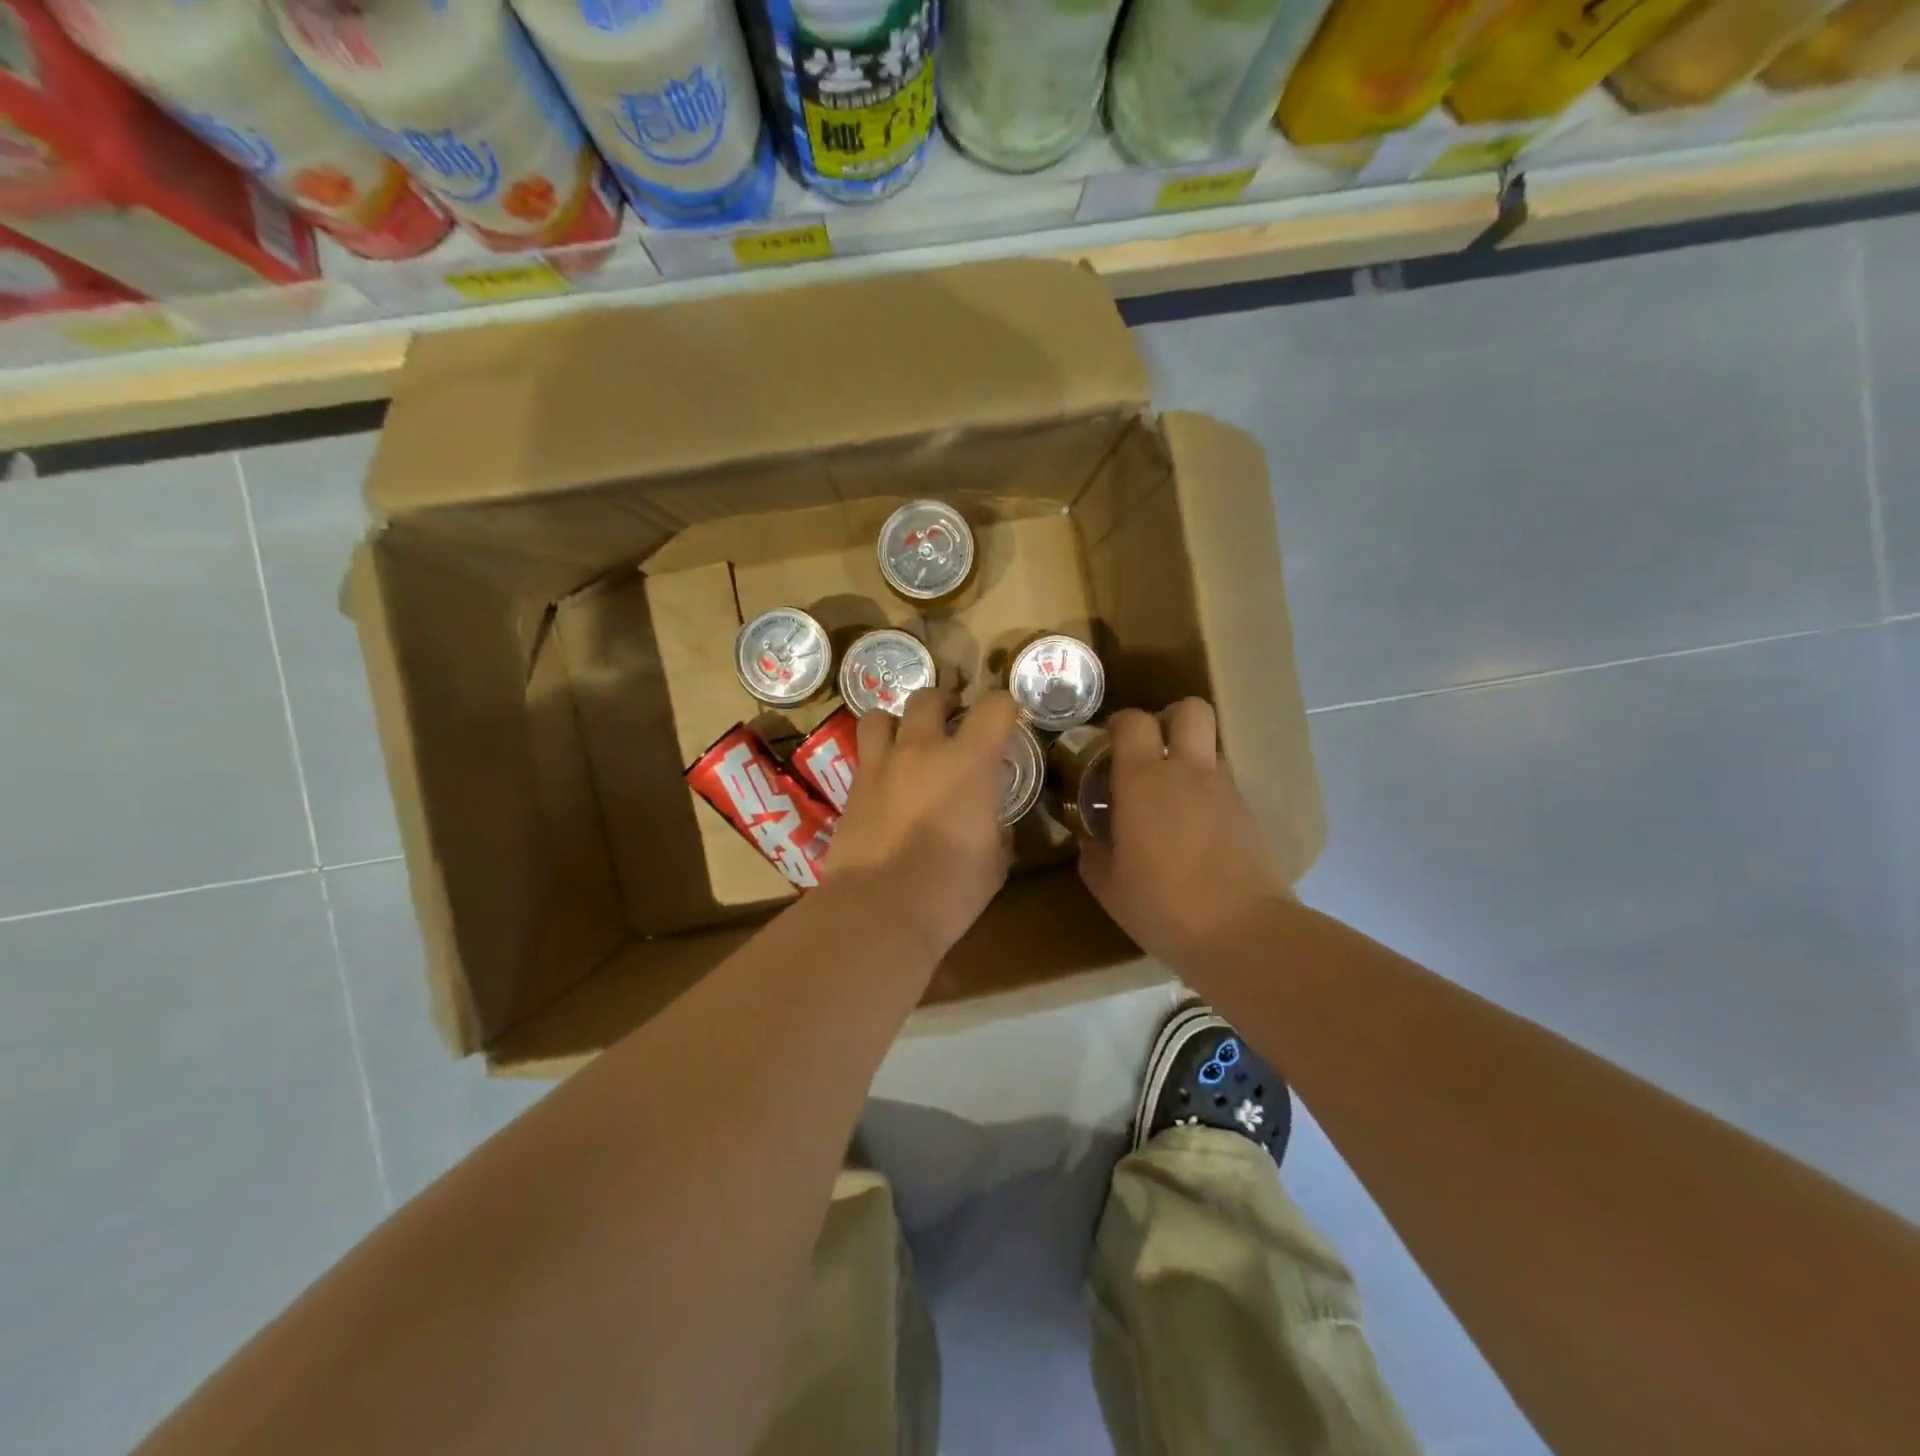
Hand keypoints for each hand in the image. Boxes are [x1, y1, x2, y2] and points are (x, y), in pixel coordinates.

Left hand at [824, 688, 1017, 958]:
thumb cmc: (949, 890)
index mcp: (968, 762)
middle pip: (929, 697)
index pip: (995, 706)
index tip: (1007, 723)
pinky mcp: (852, 789)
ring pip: (881, 716)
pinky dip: (878, 759)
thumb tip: (990, 823)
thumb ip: (995, 828)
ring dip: (898, 723)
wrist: (878, 911)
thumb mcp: (994, 860)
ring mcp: (880, 766)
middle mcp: (921, 750)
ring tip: (908, 744)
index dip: (1006, 708)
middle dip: (945, 704)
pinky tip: (887, 784)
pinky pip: (864, 755)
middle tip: (953, 726)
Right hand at [1077, 699, 1288, 968]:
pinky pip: (1224, 783)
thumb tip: (1092, 840)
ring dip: (1191, 757)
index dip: (1120, 724)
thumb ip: (1094, 853)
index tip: (1109, 743)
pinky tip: (1195, 829)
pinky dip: (1207, 792)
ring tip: (1173, 795)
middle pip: (1190, 710)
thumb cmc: (1161, 906)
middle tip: (1152, 748)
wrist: (1242, 933)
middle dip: (1170, 718)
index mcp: (1143, 780)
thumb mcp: (1108, 885)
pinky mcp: (1249, 813)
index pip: (1134, 721)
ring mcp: (1225, 789)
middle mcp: (1187, 772)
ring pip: (1211, 747)